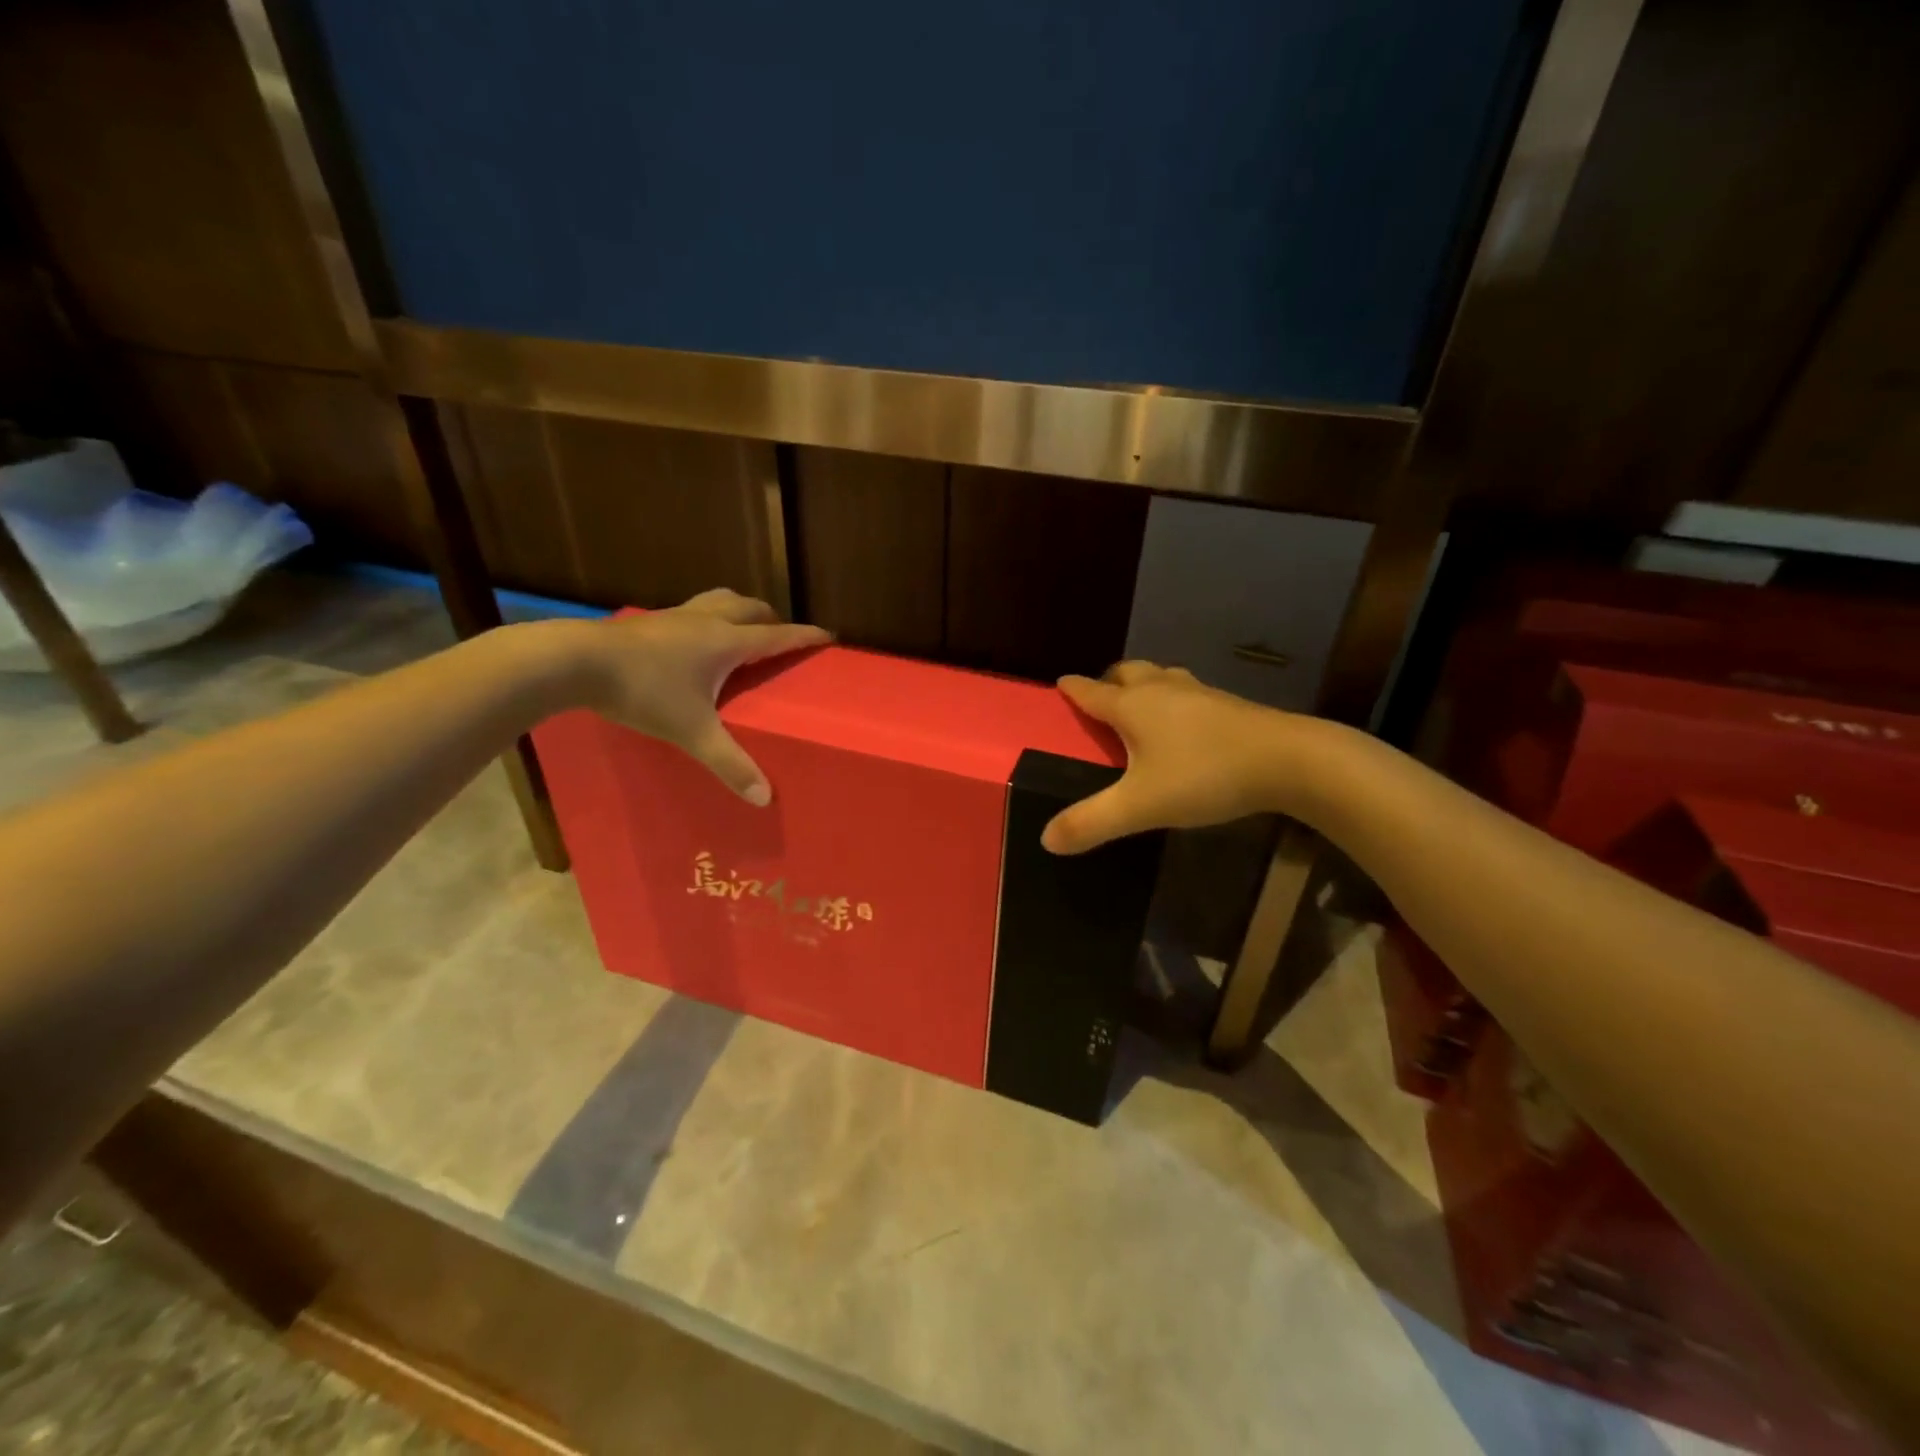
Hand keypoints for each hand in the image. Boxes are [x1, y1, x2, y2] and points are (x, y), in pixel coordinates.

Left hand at [573, 589, 828, 804]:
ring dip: (740, 612)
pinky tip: (694, 643)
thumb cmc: (643, 692)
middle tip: (781, 639)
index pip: (778, 635)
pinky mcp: (650, 621)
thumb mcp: (692, 732)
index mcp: (727, 642)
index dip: (805, 636)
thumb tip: (765, 798)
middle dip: (773, 620)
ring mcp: (675, 617)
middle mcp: (707, 621)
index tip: (828, 636)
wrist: (576, 661)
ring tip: (743, 632)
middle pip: (751, 608)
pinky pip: (693, 611)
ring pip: (720, 601)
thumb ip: (729, 764)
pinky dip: (708, 619)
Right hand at [1042, 661, 1306, 853]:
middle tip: (1101, 700)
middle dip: (1109, 681)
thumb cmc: (1204, 775)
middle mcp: (1162, 689)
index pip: (1091, 691)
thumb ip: (1091, 823)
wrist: (1290, 761)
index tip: (1059, 686)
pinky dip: (1174, 700)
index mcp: (1133, 706)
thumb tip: (1046, 839)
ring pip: (1161, 677)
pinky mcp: (1229, 705)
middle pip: (1127, 672)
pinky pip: (1188, 692)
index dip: (1072, 689)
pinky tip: (1185, 725)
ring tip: (1140, 709)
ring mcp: (1200, 693)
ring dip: (1144, 685)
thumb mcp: (1140, 806)